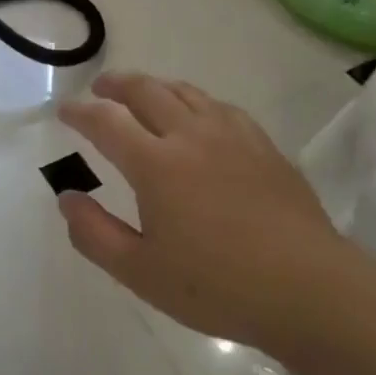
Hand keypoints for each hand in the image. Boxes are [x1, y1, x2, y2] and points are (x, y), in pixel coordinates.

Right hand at [56, 72, 357, 357]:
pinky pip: (220, 106)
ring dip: (155, 86)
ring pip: (185, 92)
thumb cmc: (218, 286)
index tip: (65, 111)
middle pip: (146, 91)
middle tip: (100, 87)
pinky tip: (199, 115)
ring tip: (143, 93)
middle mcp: (190, 136)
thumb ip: (95, 234)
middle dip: (116, 84)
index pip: (106, 122)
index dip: (80, 112)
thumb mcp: (141, 272)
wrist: (310, 289)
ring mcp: (232, 136)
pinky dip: (195, 101)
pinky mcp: (264, 146)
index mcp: (156, 164)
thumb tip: (66, 198)